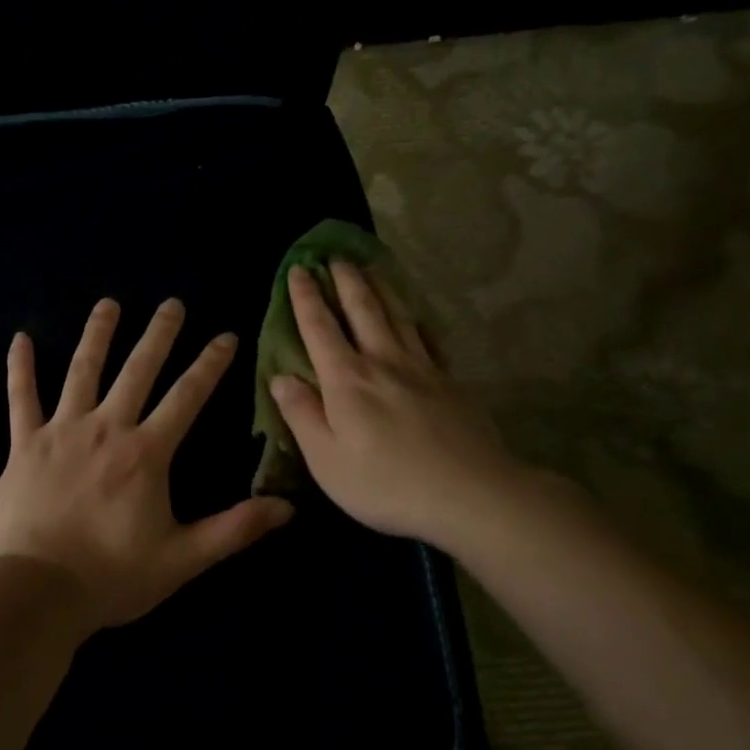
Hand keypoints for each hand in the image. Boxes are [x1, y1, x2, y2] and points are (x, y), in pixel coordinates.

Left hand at [0, 297, 294, 631]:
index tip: (226, 335)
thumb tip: (288, 507)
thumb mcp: (183, 559)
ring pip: (82, 371)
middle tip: (172, 303)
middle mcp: (106, 428)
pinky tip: (20, 338)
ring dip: (98, 335)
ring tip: (108, 304)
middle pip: (137, 370)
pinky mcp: (24, 445)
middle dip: (159, 335)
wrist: (36, 592)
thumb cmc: (112, 577)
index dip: (210, 364)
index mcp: (146, 453)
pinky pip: (21, 398)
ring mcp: (62, 432)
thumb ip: (234, 529)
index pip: (186, 396)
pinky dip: (21, 368)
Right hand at [268, 261, 514, 548]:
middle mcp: (383, 362)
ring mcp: (422, 368)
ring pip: (398, 315)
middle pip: (363, 309)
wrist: (469, 493)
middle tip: (335, 256)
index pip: (320, 328)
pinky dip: (419, 322)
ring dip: (381, 288)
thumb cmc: (385, 483)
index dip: (305, 297)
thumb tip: (281, 377)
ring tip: (371, 267)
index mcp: (347, 380)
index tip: (298, 269)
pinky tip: (418, 318)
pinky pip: (430, 340)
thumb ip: (301, 415)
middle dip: (345, 280)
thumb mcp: (326, 459)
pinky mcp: (450, 382)